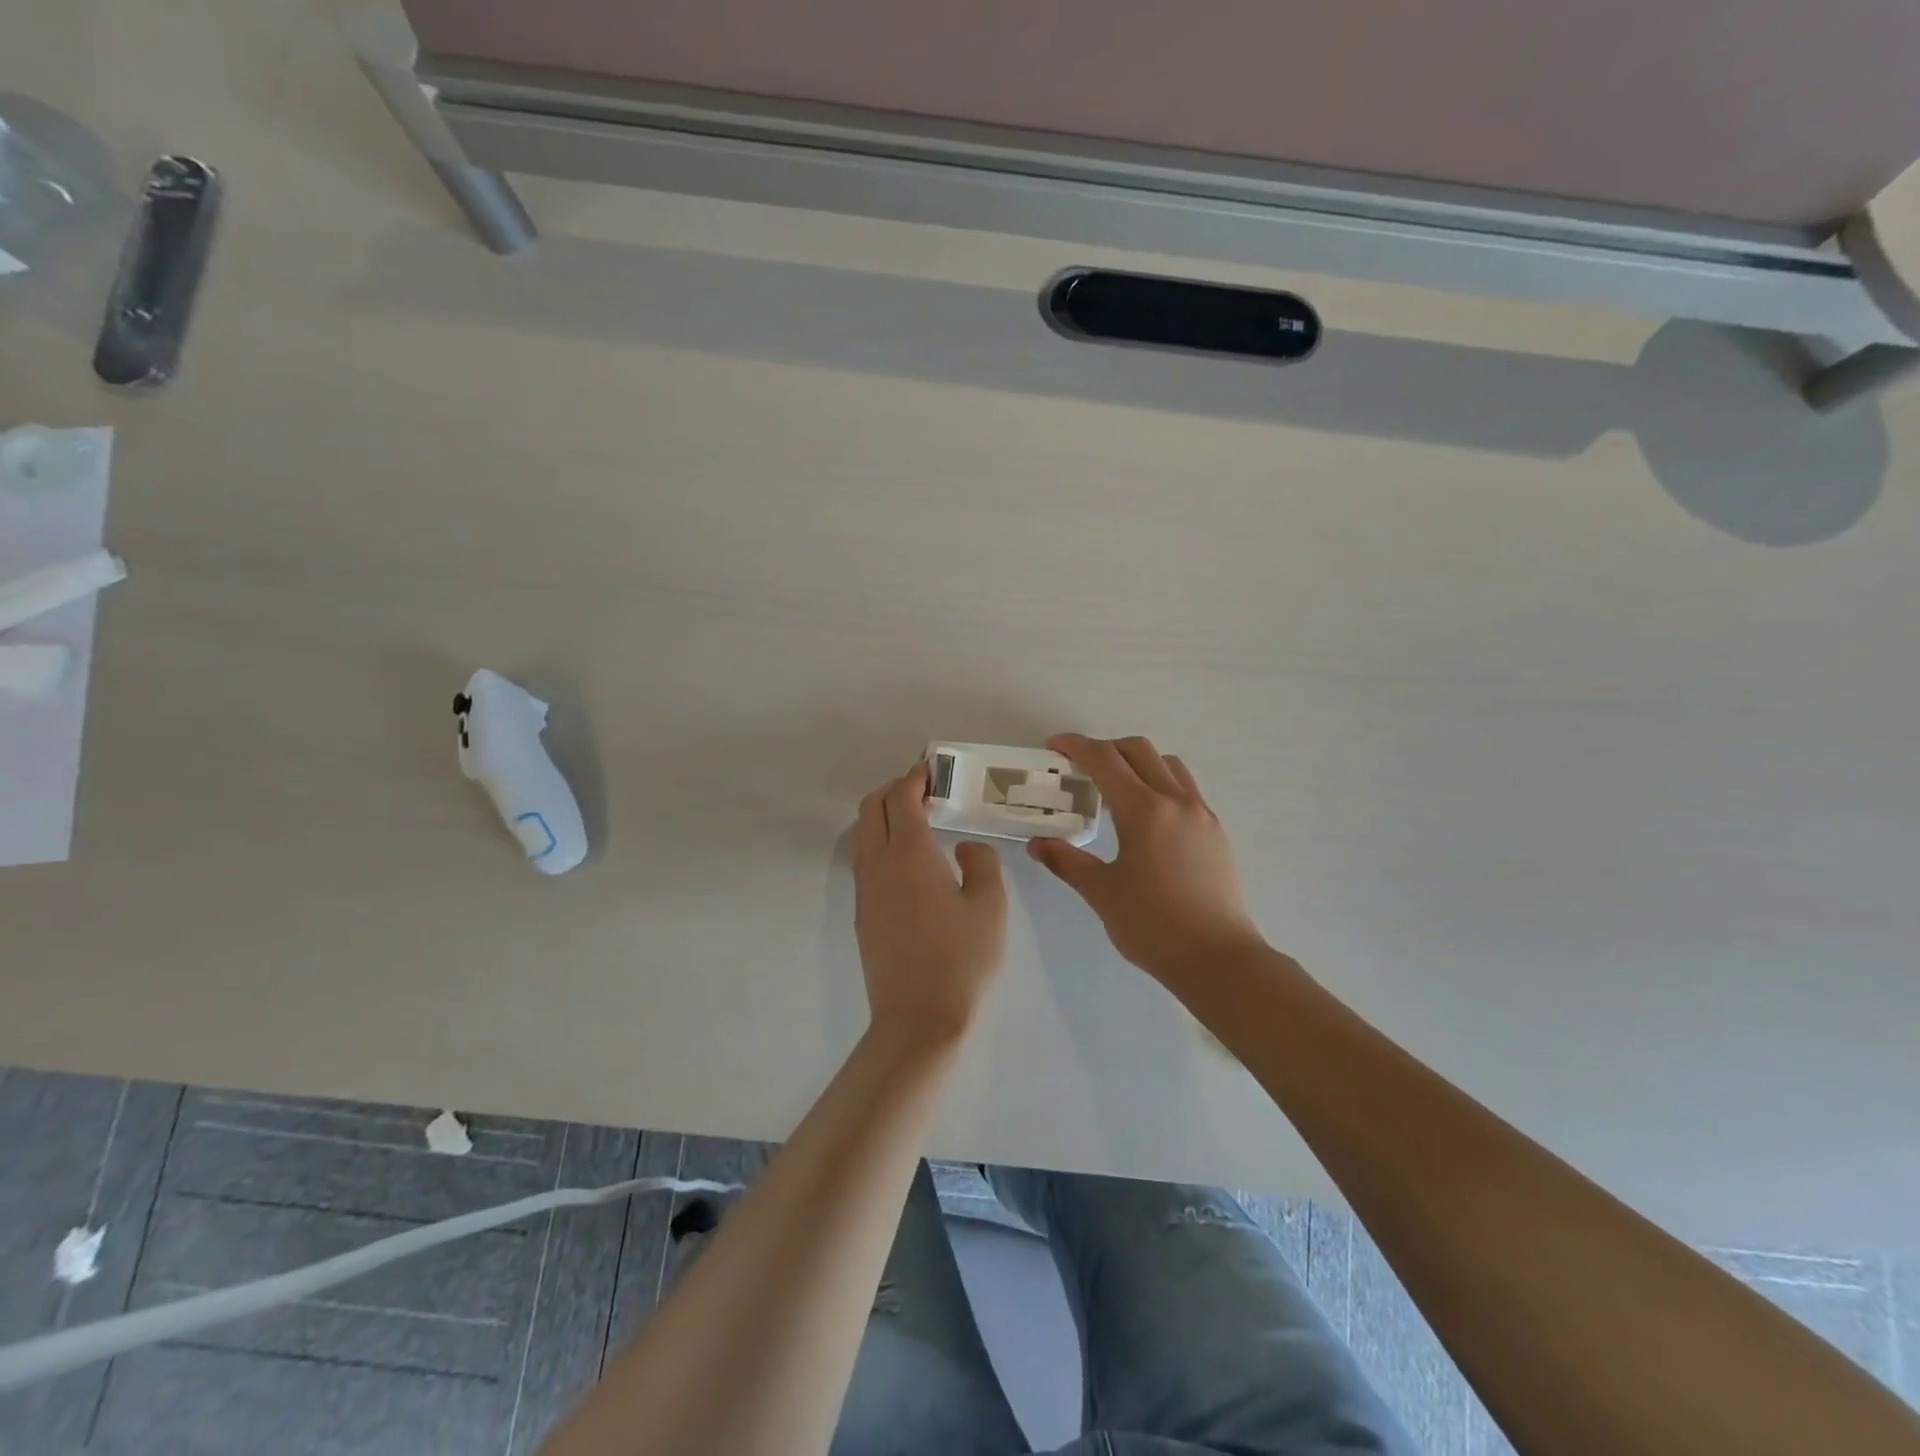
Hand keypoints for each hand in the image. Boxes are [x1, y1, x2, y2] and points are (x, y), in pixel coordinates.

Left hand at [853, 762, 1007, 1047]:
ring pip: (862, 833)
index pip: (902, 798)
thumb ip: (981, 862)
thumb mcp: (990, 906)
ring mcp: (865, 889)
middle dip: (894, 789)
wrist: (918, 1018)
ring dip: (883, 815)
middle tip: (924, 790)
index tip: (932, 770)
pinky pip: (864, 859)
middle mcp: (879, 864)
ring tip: (916, 820)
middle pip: (872, 808)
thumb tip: (963, 848)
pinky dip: (879, 840)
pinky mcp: (863, 913)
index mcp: (909, 854)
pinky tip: (908, 859)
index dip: (915, 778)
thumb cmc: (961, 959)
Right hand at [1028, 734, 1265, 983]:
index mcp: (1144, 811)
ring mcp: (1201, 814)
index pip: (1104, 760)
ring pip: (1168, 765)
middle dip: (1105, 748)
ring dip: (1137, 762)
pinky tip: (1147, 817)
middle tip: (1080, 767)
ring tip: (1115, 787)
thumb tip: (1037, 844)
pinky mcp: (1215, 831)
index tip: (1054, 746)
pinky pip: (1185, 788)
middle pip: (1139, 750)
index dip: (1076, 746)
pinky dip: (1160, 783)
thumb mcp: (1102, 893)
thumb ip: (1067, 861)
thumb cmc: (1153, 926)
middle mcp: (1176, 801)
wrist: (1218, 959)